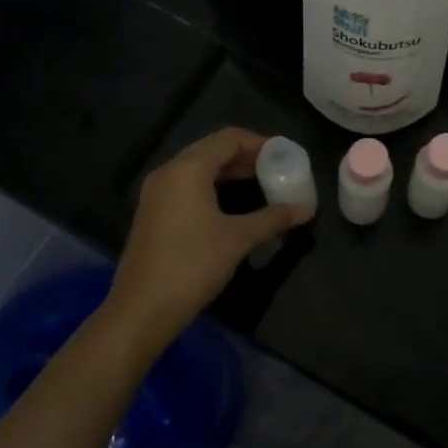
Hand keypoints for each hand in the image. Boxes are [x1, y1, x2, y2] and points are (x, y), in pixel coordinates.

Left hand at [106, 129, 308, 354]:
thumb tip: (306, 209)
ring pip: (199, 168)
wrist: (142, 309)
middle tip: (276, 170)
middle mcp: (169, 172)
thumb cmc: (193, 264)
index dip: (260, 143)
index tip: (284, 155)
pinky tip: (232, 205)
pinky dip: (213, 186)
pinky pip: (187, 186)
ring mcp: (157, 193)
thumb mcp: (239, 239)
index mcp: (188, 169)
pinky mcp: (153, 213)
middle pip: (212, 150)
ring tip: (260, 185)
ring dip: (230, 172)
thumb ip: (273, 218)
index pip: (229, 139)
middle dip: (246, 157)